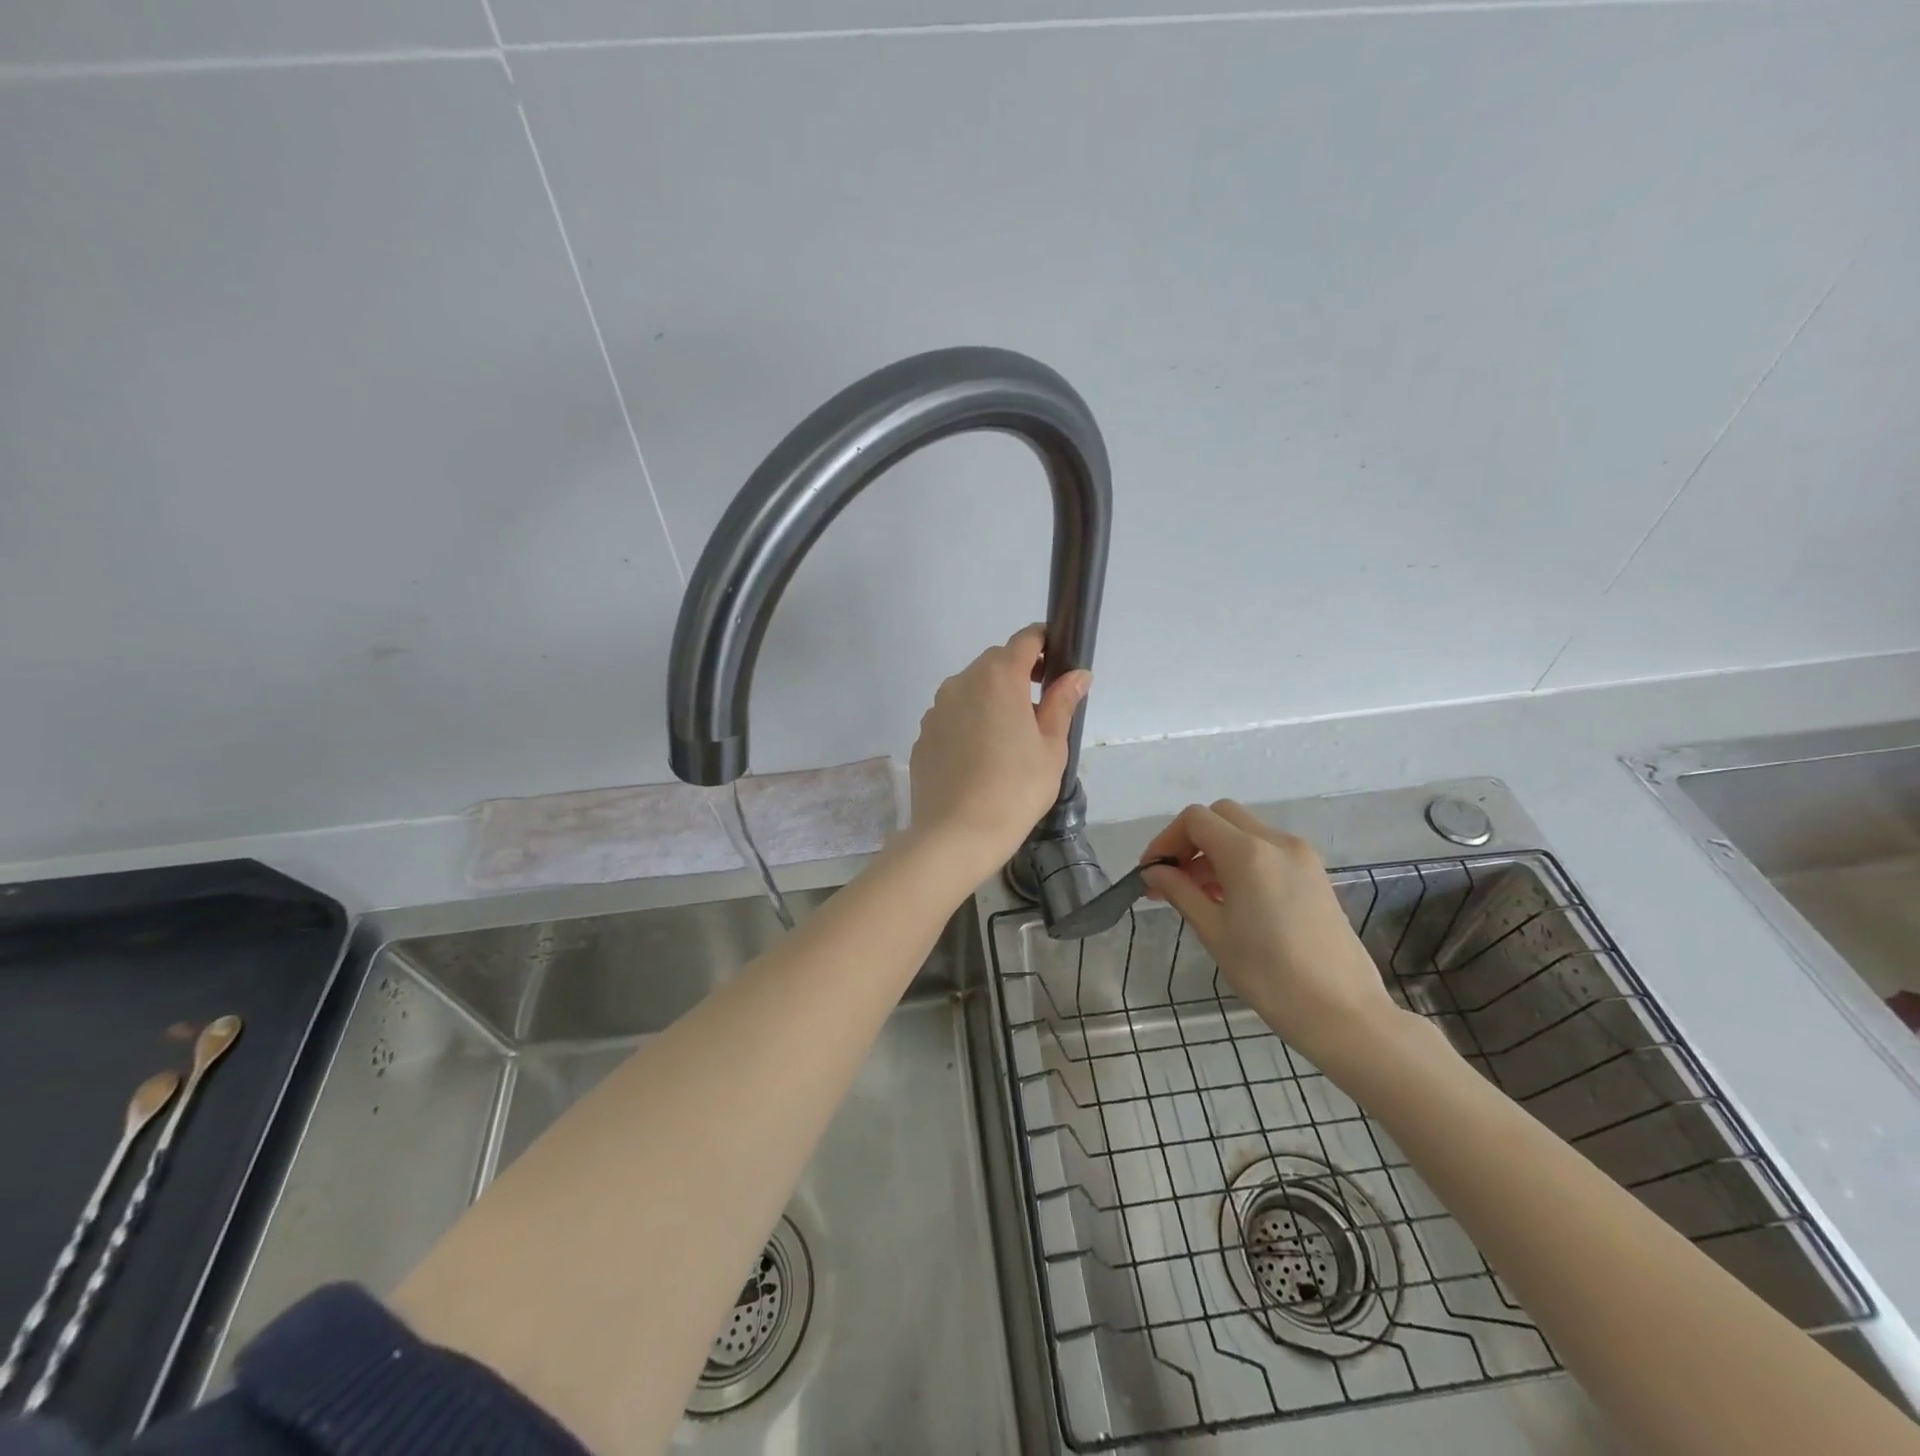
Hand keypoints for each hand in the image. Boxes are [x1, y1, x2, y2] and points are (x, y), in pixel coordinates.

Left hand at [907, 625, 1090, 876]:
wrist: (956, 834)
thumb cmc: (1016, 788)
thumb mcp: (1052, 747)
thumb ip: (1062, 703)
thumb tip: (1077, 675)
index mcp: (999, 678)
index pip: (1025, 640)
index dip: (1045, 643)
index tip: (1057, 664)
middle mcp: (962, 682)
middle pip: (995, 663)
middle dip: (1019, 675)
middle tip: (1038, 711)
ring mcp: (937, 709)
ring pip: (970, 690)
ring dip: (991, 700)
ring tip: (1008, 742)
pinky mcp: (923, 735)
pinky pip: (952, 717)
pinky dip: (968, 724)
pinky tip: (979, 760)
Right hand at [1141, 801, 1403, 1070]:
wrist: (1342, 1012)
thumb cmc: (1269, 975)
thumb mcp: (1214, 932)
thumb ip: (1179, 891)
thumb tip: (1154, 872)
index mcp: (1249, 853)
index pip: (1196, 820)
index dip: (1166, 839)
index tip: (1152, 872)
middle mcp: (1277, 842)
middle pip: (1222, 815)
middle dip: (1191, 839)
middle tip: (1173, 877)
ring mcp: (1301, 856)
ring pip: (1246, 831)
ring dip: (1215, 850)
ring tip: (1197, 894)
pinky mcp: (1314, 874)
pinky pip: (1268, 850)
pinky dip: (1241, 860)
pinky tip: (1230, 899)